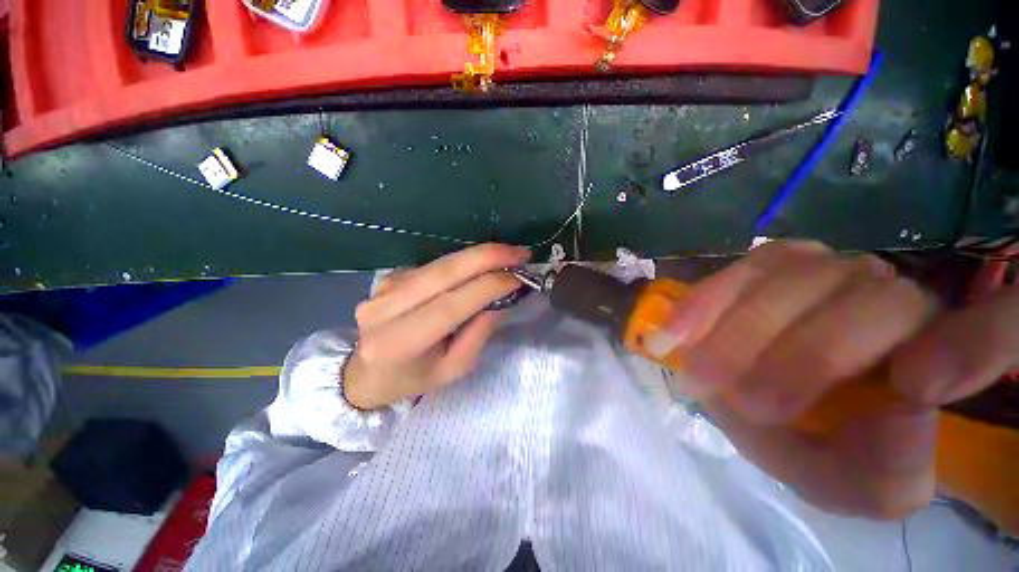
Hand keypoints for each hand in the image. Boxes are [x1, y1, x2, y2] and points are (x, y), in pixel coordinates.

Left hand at [343, 243, 529, 409]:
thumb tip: (503, 297)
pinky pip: (434, 265)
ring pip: (441, 263)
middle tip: (521, 252)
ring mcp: (384, 288)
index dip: (488, 286)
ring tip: (508, 255)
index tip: (520, 276)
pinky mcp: (389, 276)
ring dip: (478, 256)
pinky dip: (463, 262)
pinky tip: (481, 265)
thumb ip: (478, 333)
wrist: (366, 372)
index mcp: (400, 342)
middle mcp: (386, 309)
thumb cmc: (413, 378)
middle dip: (487, 257)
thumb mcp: (453, 369)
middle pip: (443, 273)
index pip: (450, 305)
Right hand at [658, 240, 1015, 517]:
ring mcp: (820, 267)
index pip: (989, 327)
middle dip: (799, 357)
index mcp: (930, 350)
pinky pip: (738, 273)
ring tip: (698, 372)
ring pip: (792, 282)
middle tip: (742, 403)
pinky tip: (678, 332)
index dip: (972, 344)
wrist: (766, 404)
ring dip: (738, 331)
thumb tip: (906, 413)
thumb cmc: (822, 444)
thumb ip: (891, 472)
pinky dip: (705, 302)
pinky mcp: (763, 264)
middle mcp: (886, 292)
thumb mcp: (857, 484)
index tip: (914, 390)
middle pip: (866, 303)